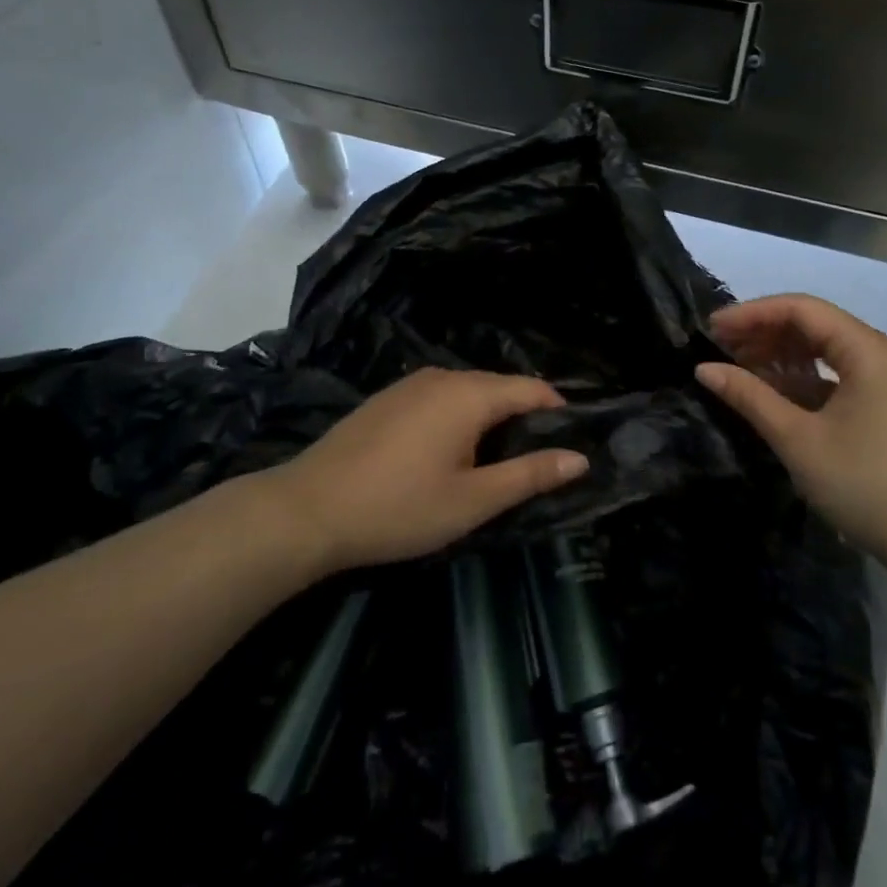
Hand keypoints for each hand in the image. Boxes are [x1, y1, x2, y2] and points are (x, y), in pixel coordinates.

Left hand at [269, 368, 588, 572]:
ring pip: (469, 393)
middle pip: (501, 388)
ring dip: (489, 421)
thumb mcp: (472, 500)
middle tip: (533, 465)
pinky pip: (440, 399)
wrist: (306, 510)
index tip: (570, 445)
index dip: (558, 413)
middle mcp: (443, 376)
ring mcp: (411, 384)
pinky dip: (458, 419)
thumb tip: (579, 458)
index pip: (532, 389)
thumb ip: (529, 475)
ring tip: (494, 464)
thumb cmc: (398, 508)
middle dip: (524, 419)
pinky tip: (447, 455)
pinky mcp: (388, 398)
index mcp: (470, 394)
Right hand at [695, 294, 886, 582]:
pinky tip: (772, 393)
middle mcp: (881, 353)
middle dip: (764, 332)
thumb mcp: (799, 440)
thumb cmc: (867, 486)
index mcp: (867, 350)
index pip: (801, 309)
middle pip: (813, 324)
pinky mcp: (886, 404)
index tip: (711, 329)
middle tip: (718, 349)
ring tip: (738, 369)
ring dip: (781, 355)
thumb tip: (705, 369)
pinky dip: (802, 378)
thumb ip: (750, 397)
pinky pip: (837, 374)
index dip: (752, 314)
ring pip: (824, 349)